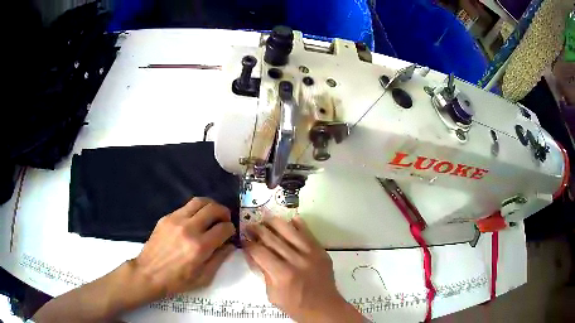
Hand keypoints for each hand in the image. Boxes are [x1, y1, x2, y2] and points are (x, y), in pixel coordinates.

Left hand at [132, 197, 235, 297]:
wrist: (149, 274)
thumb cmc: (177, 281)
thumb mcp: (203, 278)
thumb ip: (219, 259)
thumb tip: (230, 245)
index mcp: (200, 246)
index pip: (224, 228)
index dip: (231, 229)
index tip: (230, 233)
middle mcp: (189, 228)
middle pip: (213, 209)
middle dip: (224, 212)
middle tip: (225, 219)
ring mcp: (175, 220)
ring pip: (199, 202)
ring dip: (210, 205)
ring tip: (212, 214)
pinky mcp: (166, 218)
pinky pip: (185, 207)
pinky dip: (195, 210)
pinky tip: (194, 220)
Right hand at [243, 217, 362, 322]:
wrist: (324, 308)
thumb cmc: (295, 306)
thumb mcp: (272, 295)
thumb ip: (263, 273)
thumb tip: (252, 253)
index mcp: (282, 274)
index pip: (260, 252)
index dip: (249, 243)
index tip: (243, 238)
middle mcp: (296, 260)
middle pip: (273, 239)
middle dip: (258, 230)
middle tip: (249, 225)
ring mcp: (311, 254)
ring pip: (290, 231)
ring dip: (275, 222)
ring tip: (265, 218)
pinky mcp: (321, 251)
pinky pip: (308, 234)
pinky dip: (299, 225)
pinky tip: (291, 219)